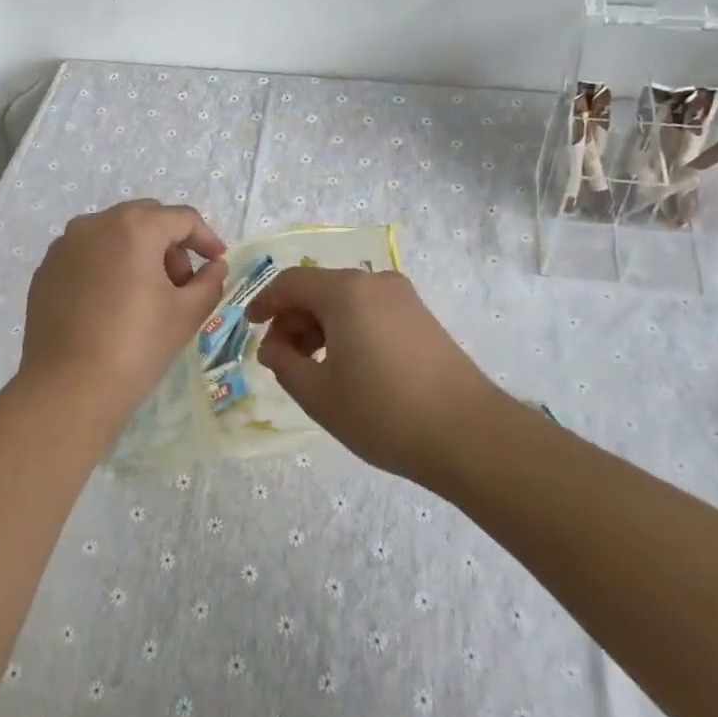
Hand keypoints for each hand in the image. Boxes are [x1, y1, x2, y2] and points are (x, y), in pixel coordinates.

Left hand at [20, 199, 227, 425]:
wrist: (69, 388)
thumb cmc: (136, 346)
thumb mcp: (186, 314)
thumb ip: (209, 281)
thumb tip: (215, 266)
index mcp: (134, 227)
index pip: (182, 219)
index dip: (206, 238)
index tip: (217, 263)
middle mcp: (95, 224)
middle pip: (146, 219)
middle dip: (170, 244)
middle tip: (181, 283)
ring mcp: (64, 245)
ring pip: (113, 234)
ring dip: (138, 252)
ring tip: (146, 295)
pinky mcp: (46, 270)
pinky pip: (87, 254)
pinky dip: (107, 266)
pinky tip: (112, 304)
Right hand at [247, 267, 510, 481]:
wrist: (468, 435)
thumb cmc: (383, 412)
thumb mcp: (318, 394)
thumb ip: (283, 364)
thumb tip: (271, 347)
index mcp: (346, 291)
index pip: (291, 282)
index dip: (264, 302)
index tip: (249, 327)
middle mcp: (375, 282)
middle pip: (319, 289)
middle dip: (293, 319)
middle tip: (281, 359)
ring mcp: (404, 299)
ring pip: (346, 301)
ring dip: (320, 326)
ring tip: (312, 368)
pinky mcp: (422, 318)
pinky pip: (370, 311)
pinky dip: (347, 329)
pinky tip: (347, 366)